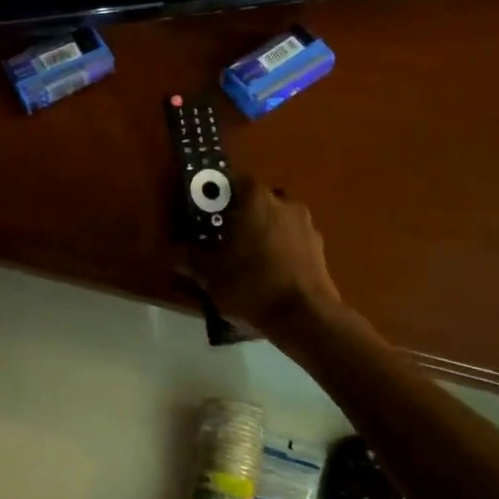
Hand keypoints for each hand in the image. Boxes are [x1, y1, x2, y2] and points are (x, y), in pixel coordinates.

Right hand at [182, 176, 341, 336]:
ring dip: (266, 230)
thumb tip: (178, 251)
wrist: (305, 317)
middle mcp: (285, 203)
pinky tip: (271, 271)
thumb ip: (193, 258)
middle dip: (245, 213)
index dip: (221, 196)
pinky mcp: (320, 249)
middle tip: (228, 234)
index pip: (235, 182)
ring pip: (280, 218)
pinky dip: (283, 248)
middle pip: (260, 199)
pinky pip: (294, 240)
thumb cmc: (252, 285)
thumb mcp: (211, 274)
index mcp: (256, 200)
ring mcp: (307, 225)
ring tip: (251, 255)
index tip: (209, 212)